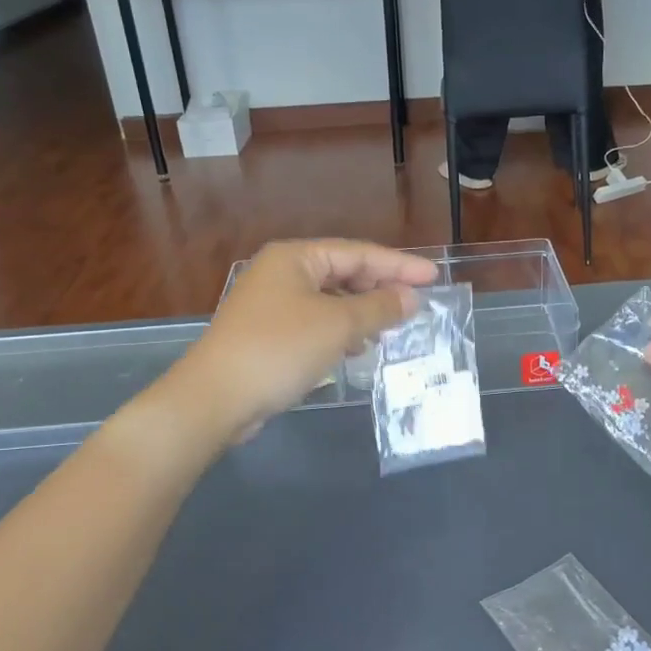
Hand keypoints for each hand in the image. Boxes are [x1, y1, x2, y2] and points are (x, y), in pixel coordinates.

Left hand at [166, 239, 437, 439]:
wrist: (216, 397)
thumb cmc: (280, 349)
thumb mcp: (338, 325)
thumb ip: (379, 307)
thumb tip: (410, 297)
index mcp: (295, 258)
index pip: (358, 253)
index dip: (399, 265)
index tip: (434, 277)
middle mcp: (282, 273)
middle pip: (343, 273)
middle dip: (380, 289)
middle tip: (416, 305)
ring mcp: (271, 304)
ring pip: (330, 301)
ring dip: (362, 313)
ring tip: (392, 328)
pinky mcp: (268, 334)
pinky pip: (315, 323)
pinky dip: (340, 332)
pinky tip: (357, 349)